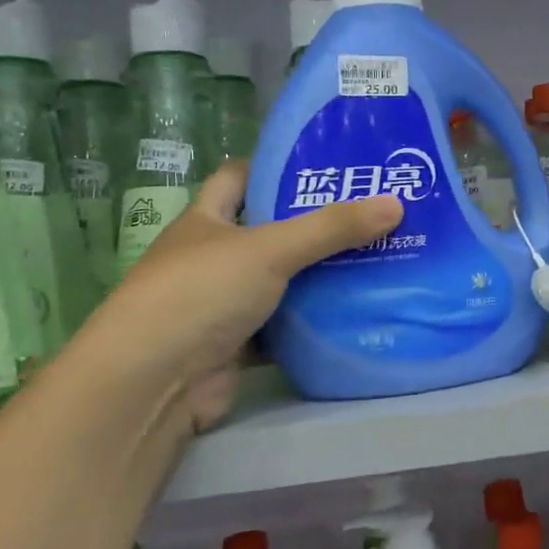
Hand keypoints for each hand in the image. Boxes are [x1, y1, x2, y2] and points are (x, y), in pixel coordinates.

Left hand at [63, 162, 401, 436]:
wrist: (152, 384)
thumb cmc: (200, 293)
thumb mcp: (270, 249)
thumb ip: (331, 228)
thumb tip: (396, 203)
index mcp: (206, 221)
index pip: (239, 178)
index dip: (276, 166)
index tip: (326, 164)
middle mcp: (213, 258)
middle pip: (270, 231)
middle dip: (315, 224)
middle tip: (371, 213)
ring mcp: (223, 304)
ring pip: (281, 281)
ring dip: (319, 276)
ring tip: (378, 258)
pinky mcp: (237, 346)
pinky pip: (284, 326)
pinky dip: (313, 322)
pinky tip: (355, 312)